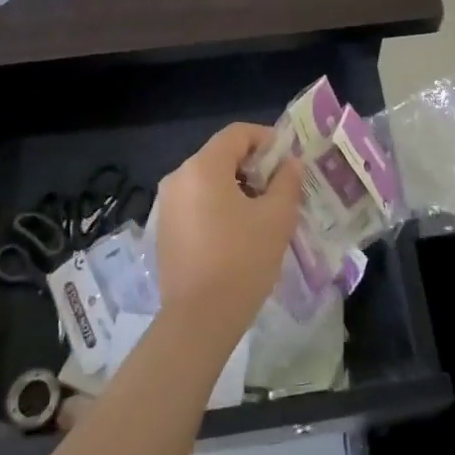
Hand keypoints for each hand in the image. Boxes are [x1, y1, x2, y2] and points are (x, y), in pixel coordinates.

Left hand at [153, 122, 303, 345]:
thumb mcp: (276, 218)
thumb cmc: (242, 260)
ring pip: (208, 181)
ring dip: (236, 188)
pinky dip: (218, 207)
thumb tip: (290, 163)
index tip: (288, 160)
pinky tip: (238, 234)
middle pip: (221, 155)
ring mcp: (167, 205)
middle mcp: (178, 177)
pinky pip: (196, 203)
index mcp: (203, 167)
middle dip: (253, 166)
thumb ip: (287, 182)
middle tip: (280, 189)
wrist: (199, 320)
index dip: (266, 139)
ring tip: (263, 213)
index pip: (237, 133)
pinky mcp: (164, 230)